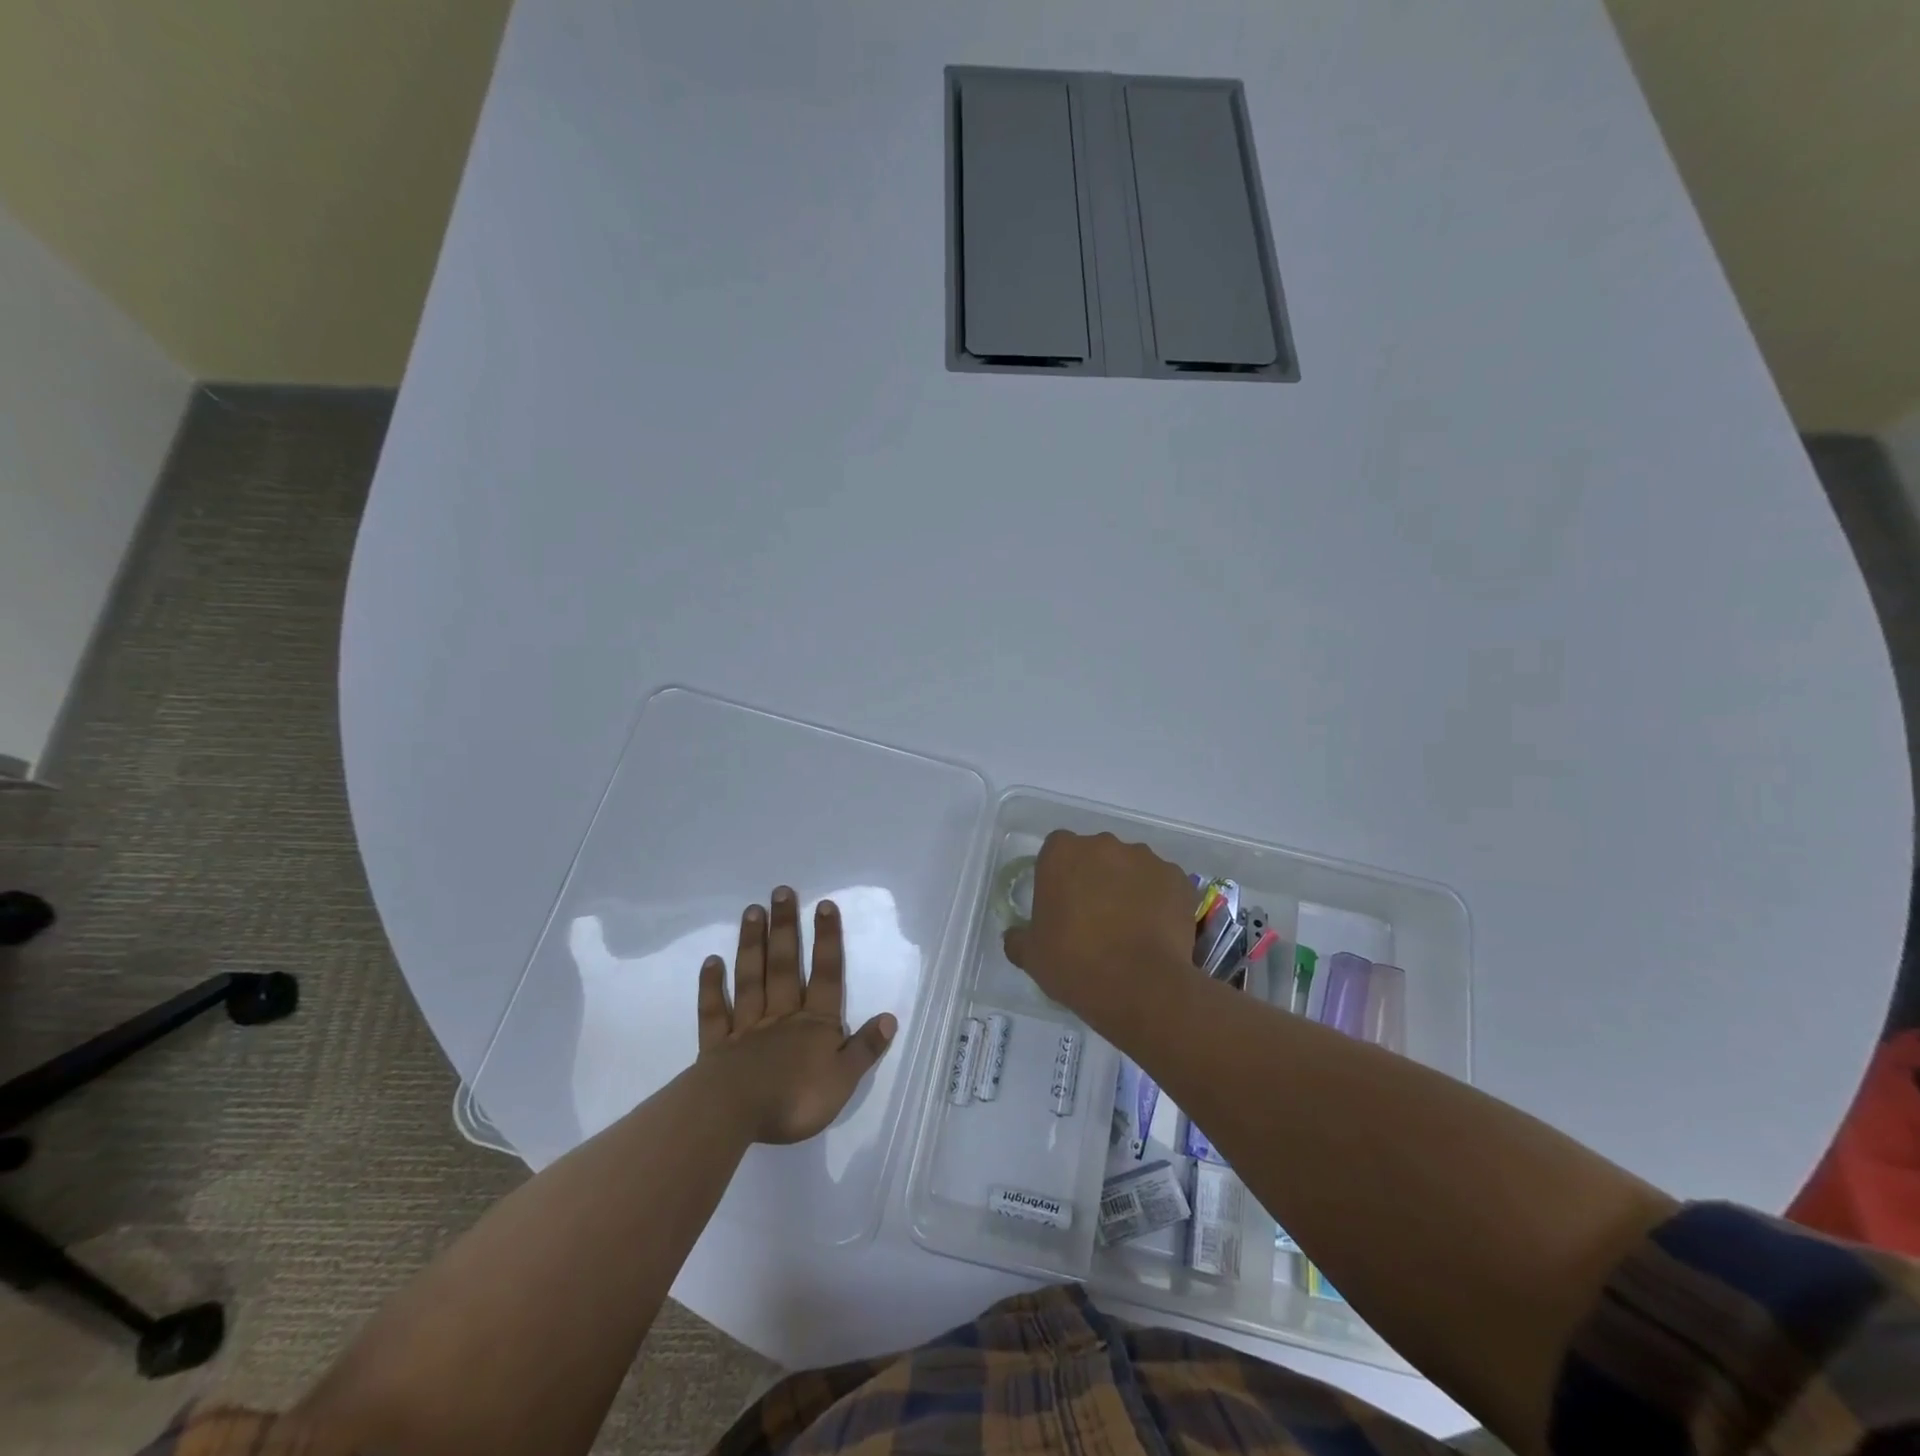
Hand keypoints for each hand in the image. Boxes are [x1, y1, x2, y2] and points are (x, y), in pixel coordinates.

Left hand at [696, 886, 896, 1144]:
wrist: (735, 1115)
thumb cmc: (795, 1099)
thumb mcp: (842, 1080)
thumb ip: (864, 1048)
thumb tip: (889, 1018)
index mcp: (815, 1024)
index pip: (826, 975)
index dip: (827, 940)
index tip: (824, 905)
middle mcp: (782, 1016)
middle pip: (785, 965)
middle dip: (786, 928)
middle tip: (781, 892)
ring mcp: (747, 1027)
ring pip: (751, 978)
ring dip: (753, 944)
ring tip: (752, 911)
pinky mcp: (718, 1046)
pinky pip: (715, 1011)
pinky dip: (712, 986)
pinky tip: (711, 961)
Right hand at [1003, 831, 1200, 1031]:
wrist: (1140, 986)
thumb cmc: (1075, 964)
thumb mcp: (1031, 956)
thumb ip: (1019, 937)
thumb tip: (1016, 935)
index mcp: (1062, 853)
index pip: (1056, 850)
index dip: (1058, 876)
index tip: (1061, 904)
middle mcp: (1103, 844)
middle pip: (1095, 854)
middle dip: (1094, 877)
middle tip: (1094, 917)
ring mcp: (1145, 858)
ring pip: (1131, 867)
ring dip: (1128, 887)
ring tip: (1130, 927)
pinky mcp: (1178, 878)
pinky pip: (1163, 884)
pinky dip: (1159, 900)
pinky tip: (1156, 931)